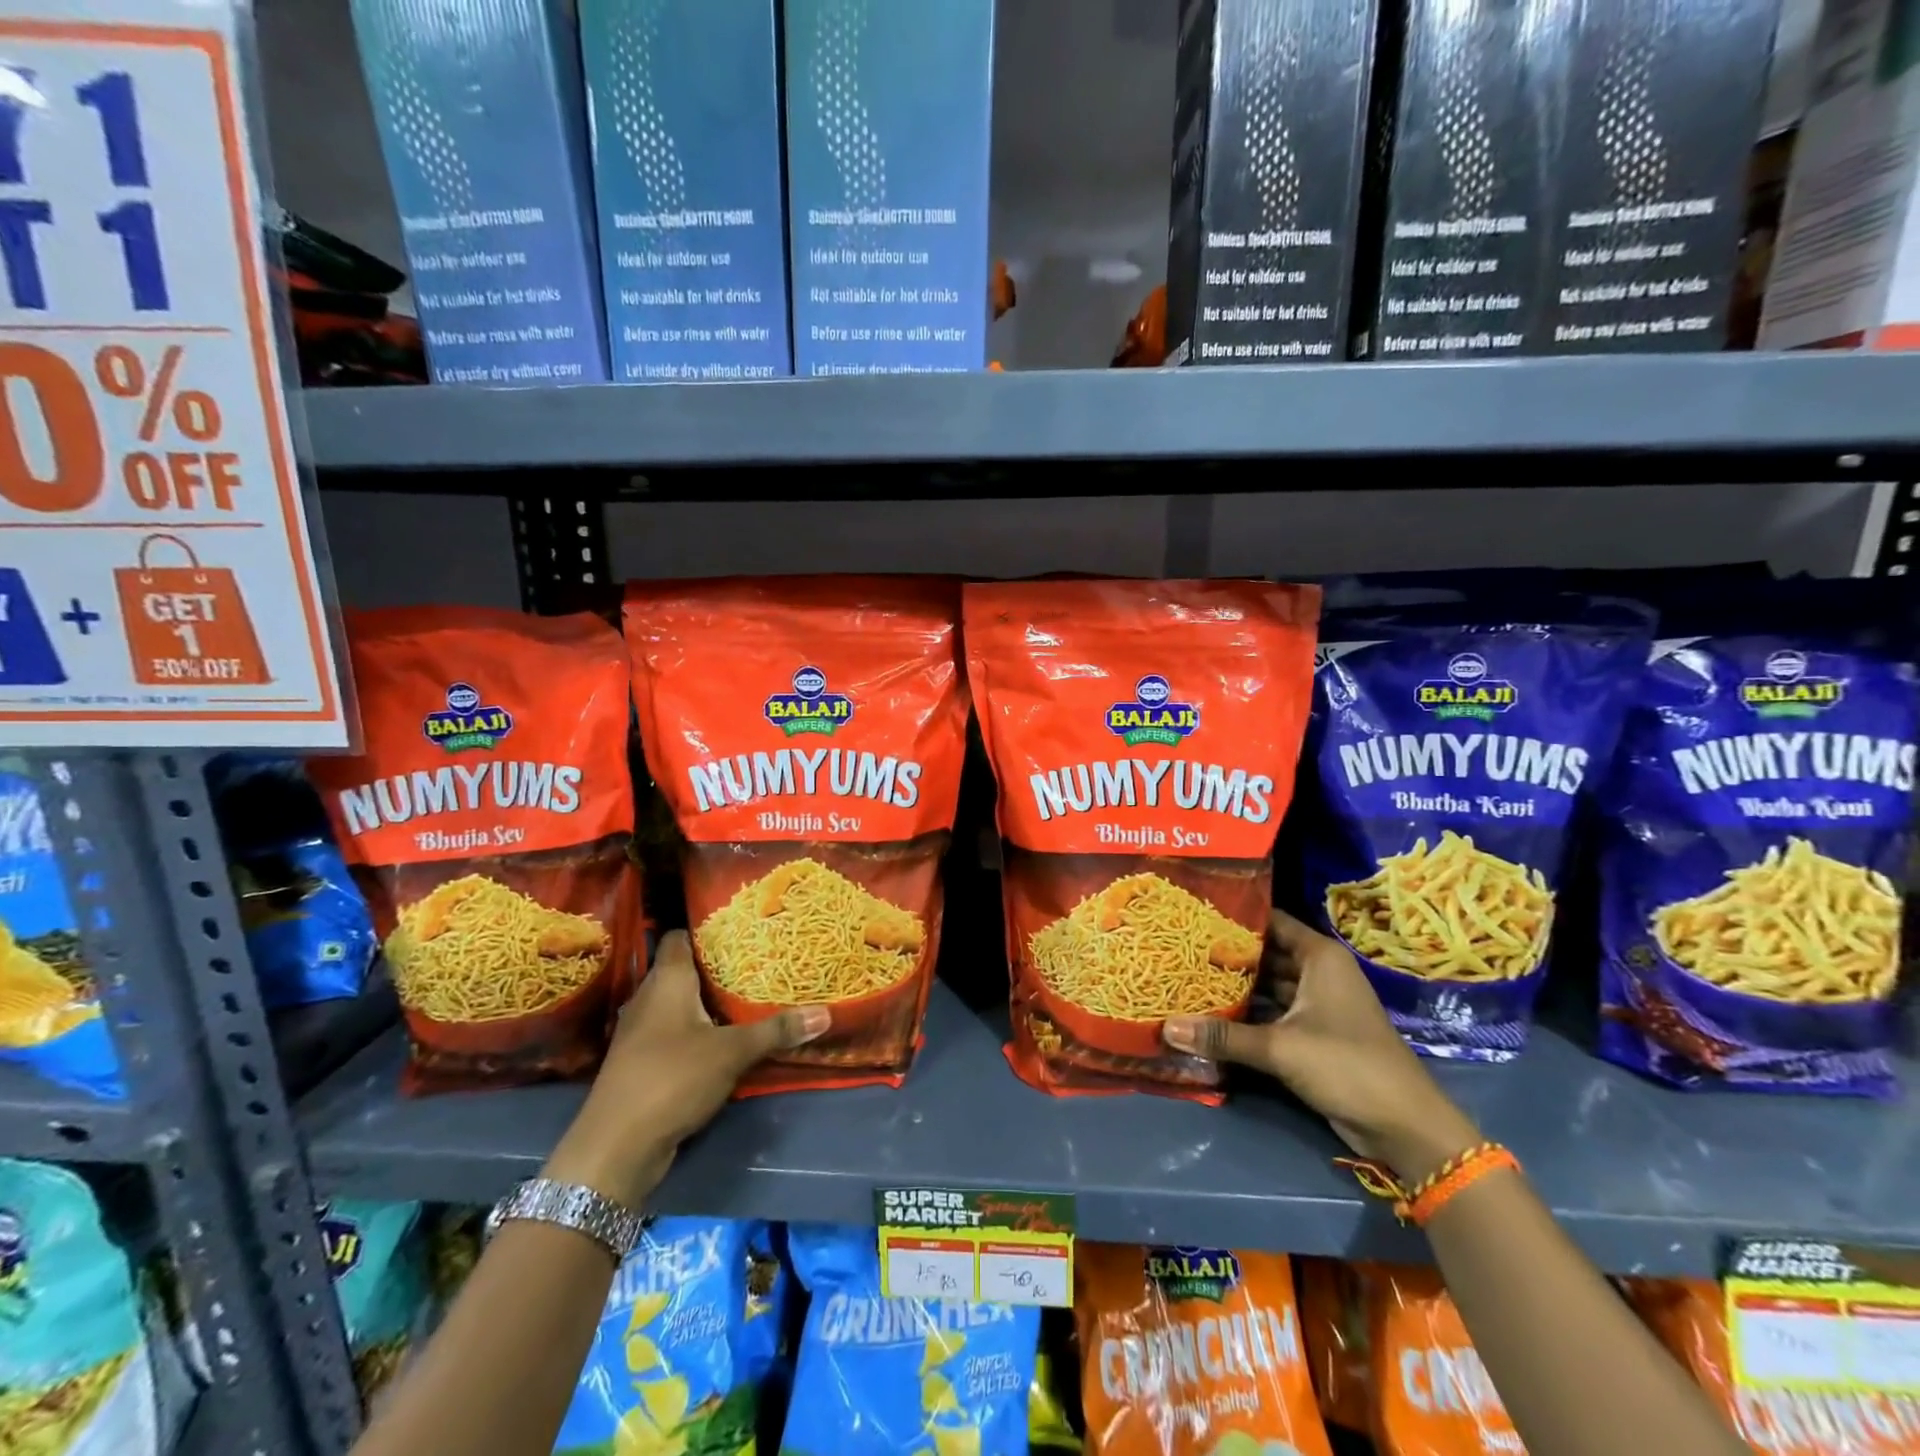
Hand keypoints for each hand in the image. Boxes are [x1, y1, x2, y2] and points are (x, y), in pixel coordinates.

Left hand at [543, 931, 828, 1207]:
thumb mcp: (732, 1052)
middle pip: (681, 970)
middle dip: (715, 966)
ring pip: (677, 1004)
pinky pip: (673, 1033)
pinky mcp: (641, 1063)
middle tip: (756, 960)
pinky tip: (723, 1038)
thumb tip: (825, 1013)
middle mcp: (648, 999)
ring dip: (706, 1002)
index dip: (705, 928)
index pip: (679, 937)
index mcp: (666, 981)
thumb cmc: (672, 1078)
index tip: (738, 927)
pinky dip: (696, 1031)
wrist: (615, 1148)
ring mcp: (640, 1033)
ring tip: (746, 995)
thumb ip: (776, 1031)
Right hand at [1163, 909, 1480, 1183]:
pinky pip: (1274, 1012)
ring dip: (1237, 985)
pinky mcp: (1314, 1034)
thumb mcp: (1280, 1047)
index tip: (1194, 913)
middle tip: (1182, 947)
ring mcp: (1318, 1004)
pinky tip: (1213, 1012)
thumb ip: (1222, 1036)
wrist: (1403, 1126)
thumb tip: (1166, 1027)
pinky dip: (1249, 1012)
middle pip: (1266, 953)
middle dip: (1228, 953)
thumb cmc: (1346, 1065)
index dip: (1235, 917)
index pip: (1271, 921)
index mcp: (1319, 957)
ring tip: (1189, 975)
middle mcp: (1318, 973)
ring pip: (1269, 984)